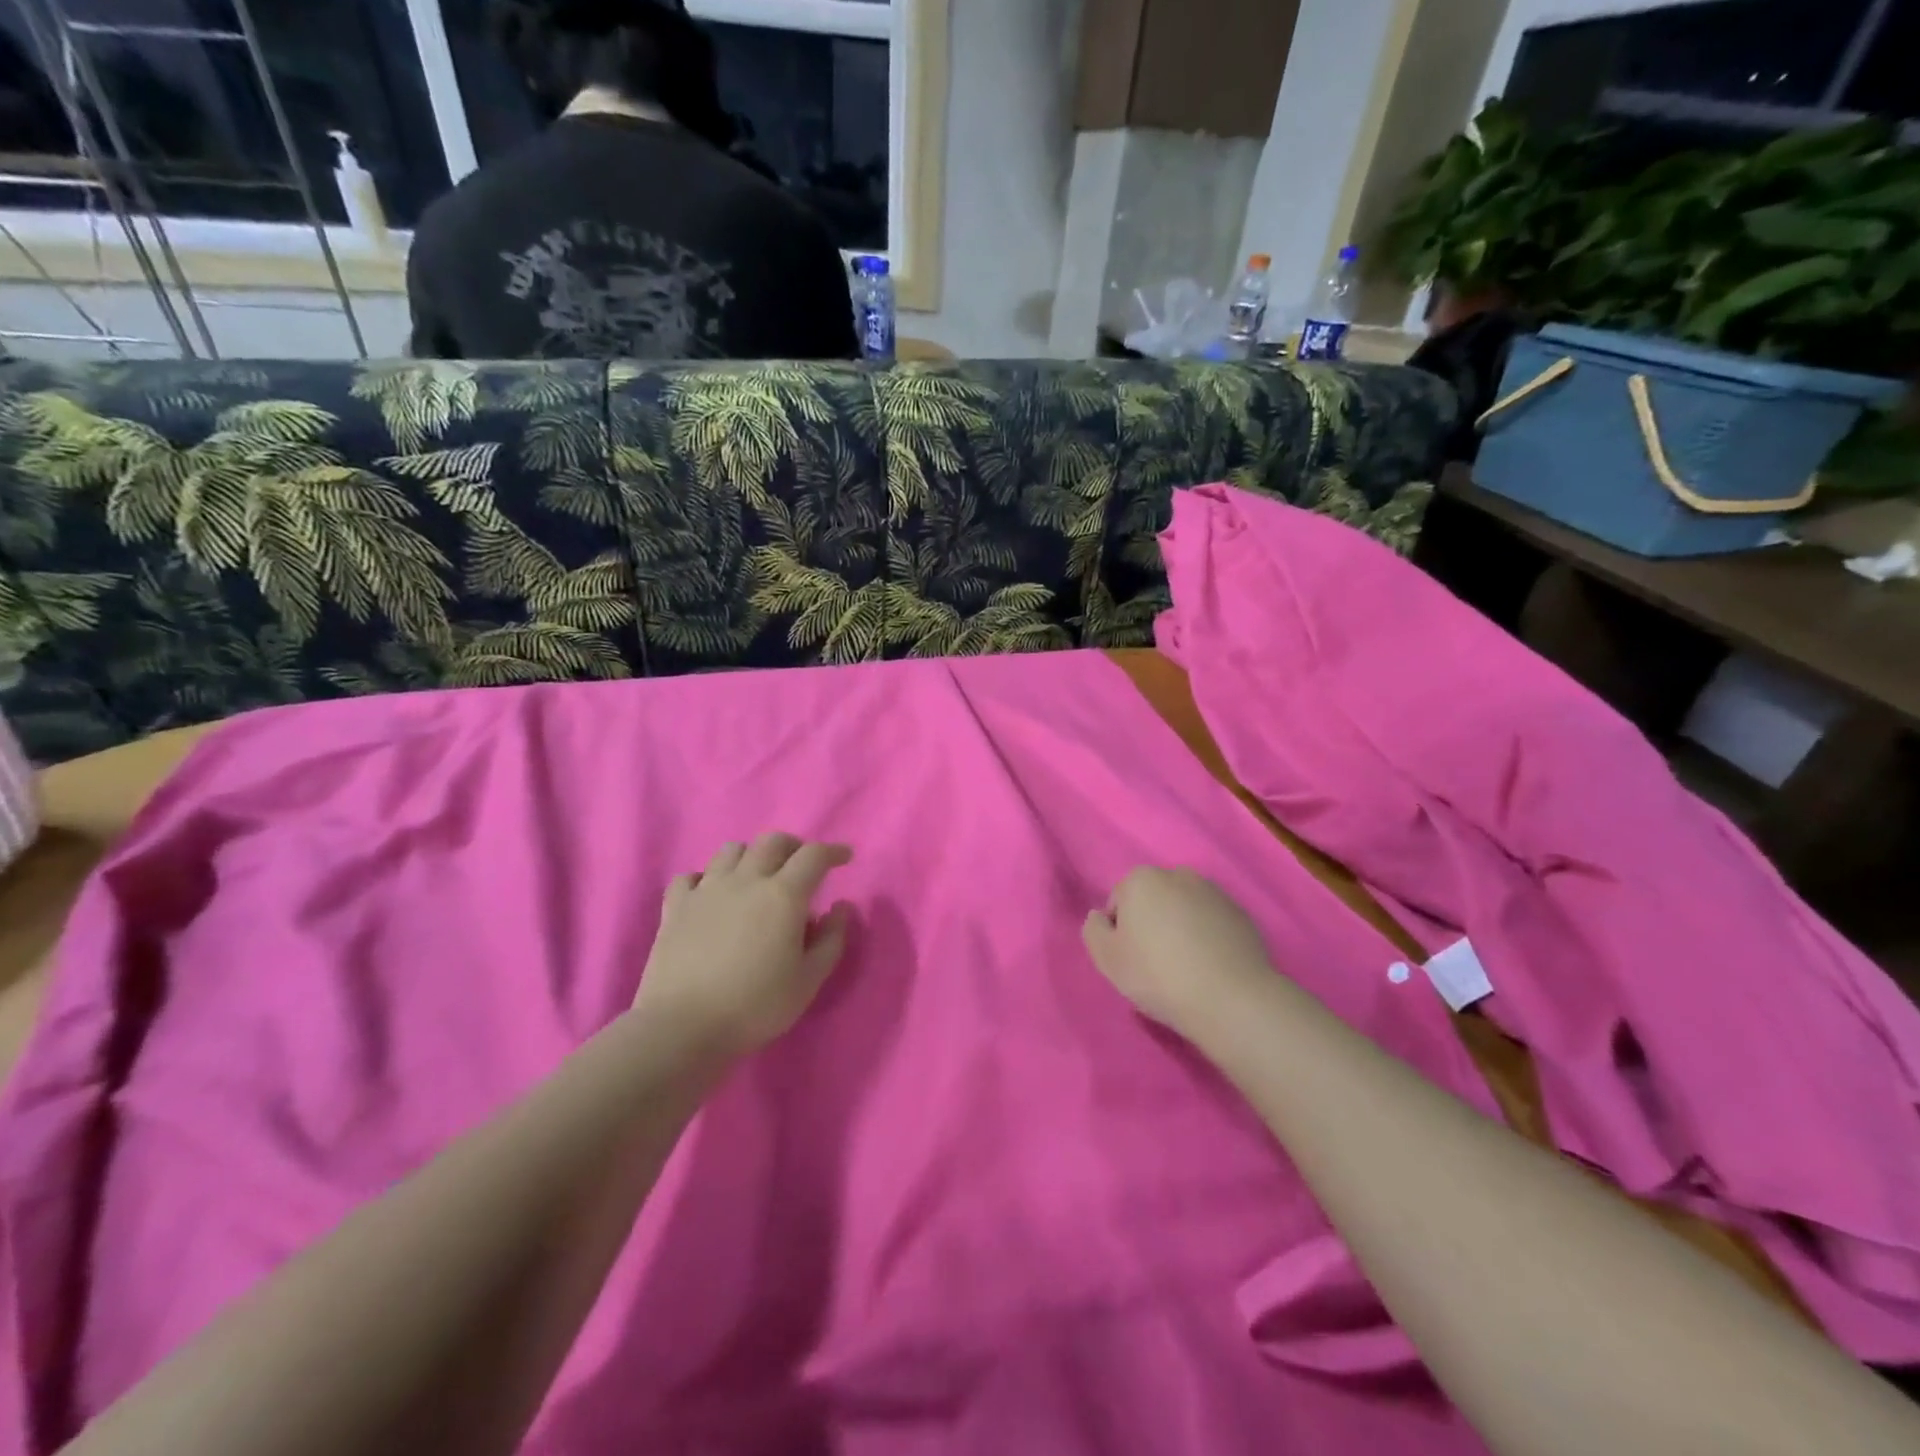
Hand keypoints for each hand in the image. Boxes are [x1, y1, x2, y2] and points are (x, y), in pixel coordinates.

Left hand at [633, 834, 853, 1058]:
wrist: (682, 1027)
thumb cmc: (754, 1006)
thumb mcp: (808, 981)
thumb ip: (831, 939)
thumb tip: (840, 907)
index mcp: (783, 895)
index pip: (813, 856)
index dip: (832, 851)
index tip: (844, 858)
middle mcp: (746, 880)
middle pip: (772, 841)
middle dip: (793, 846)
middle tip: (801, 866)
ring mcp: (706, 890)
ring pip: (731, 850)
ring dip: (751, 856)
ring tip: (756, 877)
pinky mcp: (676, 906)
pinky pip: (691, 876)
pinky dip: (706, 879)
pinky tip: (711, 896)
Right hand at [1083, 868, 1276, 1039]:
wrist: (1230, 999)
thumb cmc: (1158, 975)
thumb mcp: (1106, 958)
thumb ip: (1093, 930)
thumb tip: (1102, 917)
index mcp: (1142, 879)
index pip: (1119, 903)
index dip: (1120, 934)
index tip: (1132, 961)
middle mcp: (1179, 875)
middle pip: (1153, 902)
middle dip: (1151, 925)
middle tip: (1157, 966)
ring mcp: (1214, 893)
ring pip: (1183, 910)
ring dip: (1180, 930)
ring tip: (1186, 969)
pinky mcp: (1241, 914)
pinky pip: (1212, 924)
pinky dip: (1207, 939)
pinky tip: (1210, 968)